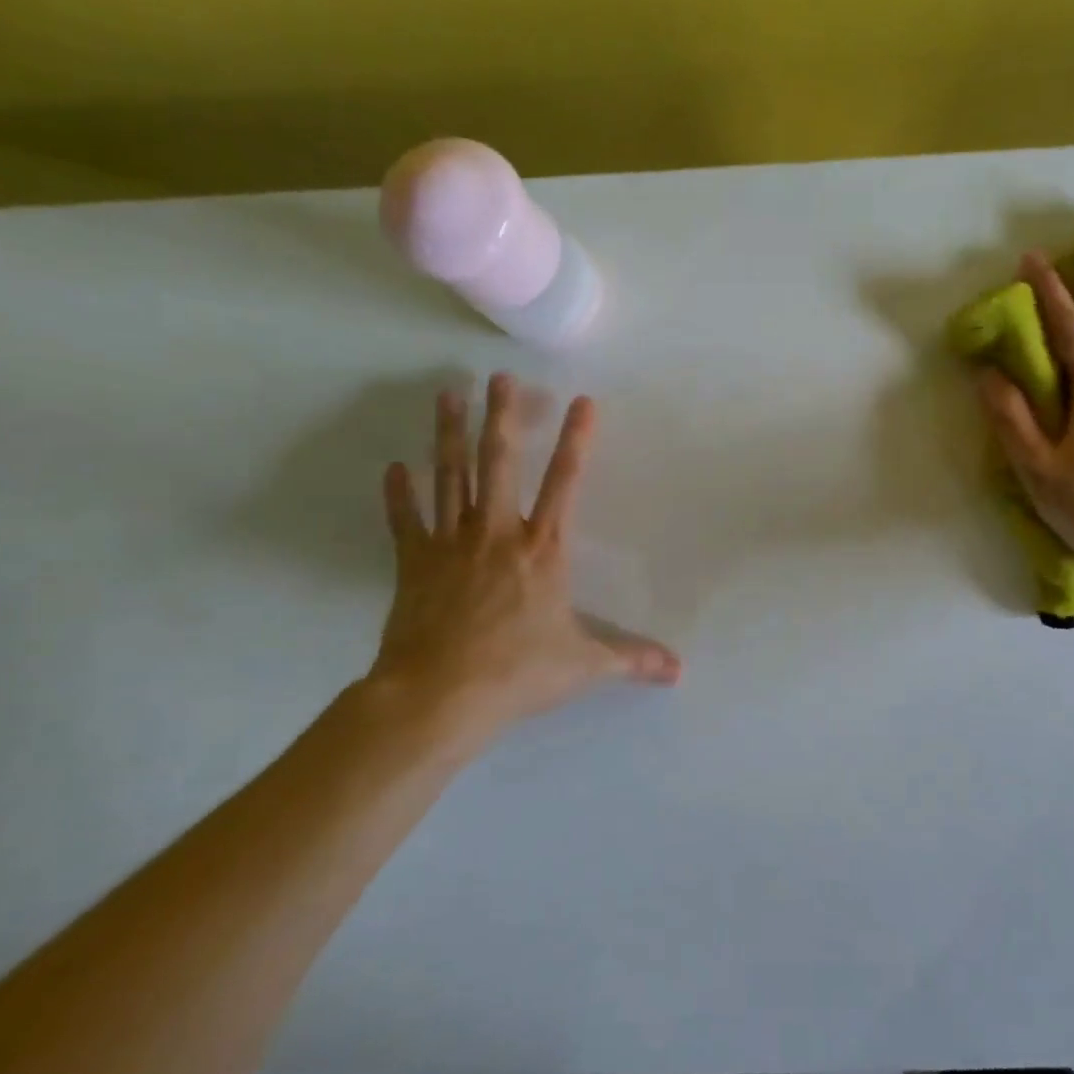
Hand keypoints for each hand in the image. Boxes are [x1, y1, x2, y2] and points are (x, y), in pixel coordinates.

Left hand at [361, 374, 680, 755]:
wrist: (438, 696)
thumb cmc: (517, 672)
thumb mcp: (584, 665)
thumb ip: (632, 659)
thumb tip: (679, 671)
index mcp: (543, 549)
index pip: (566, 482)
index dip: (576, 440)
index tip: (581, 401)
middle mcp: (498, 533)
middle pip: (500, 463)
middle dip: (502, 417)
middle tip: (499, 377)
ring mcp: (451, 544)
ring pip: (451, 477)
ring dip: (449, 435)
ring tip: (447, 394)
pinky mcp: (414, 563)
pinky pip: (406, 520)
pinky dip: (400, 494)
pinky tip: (394, 467)